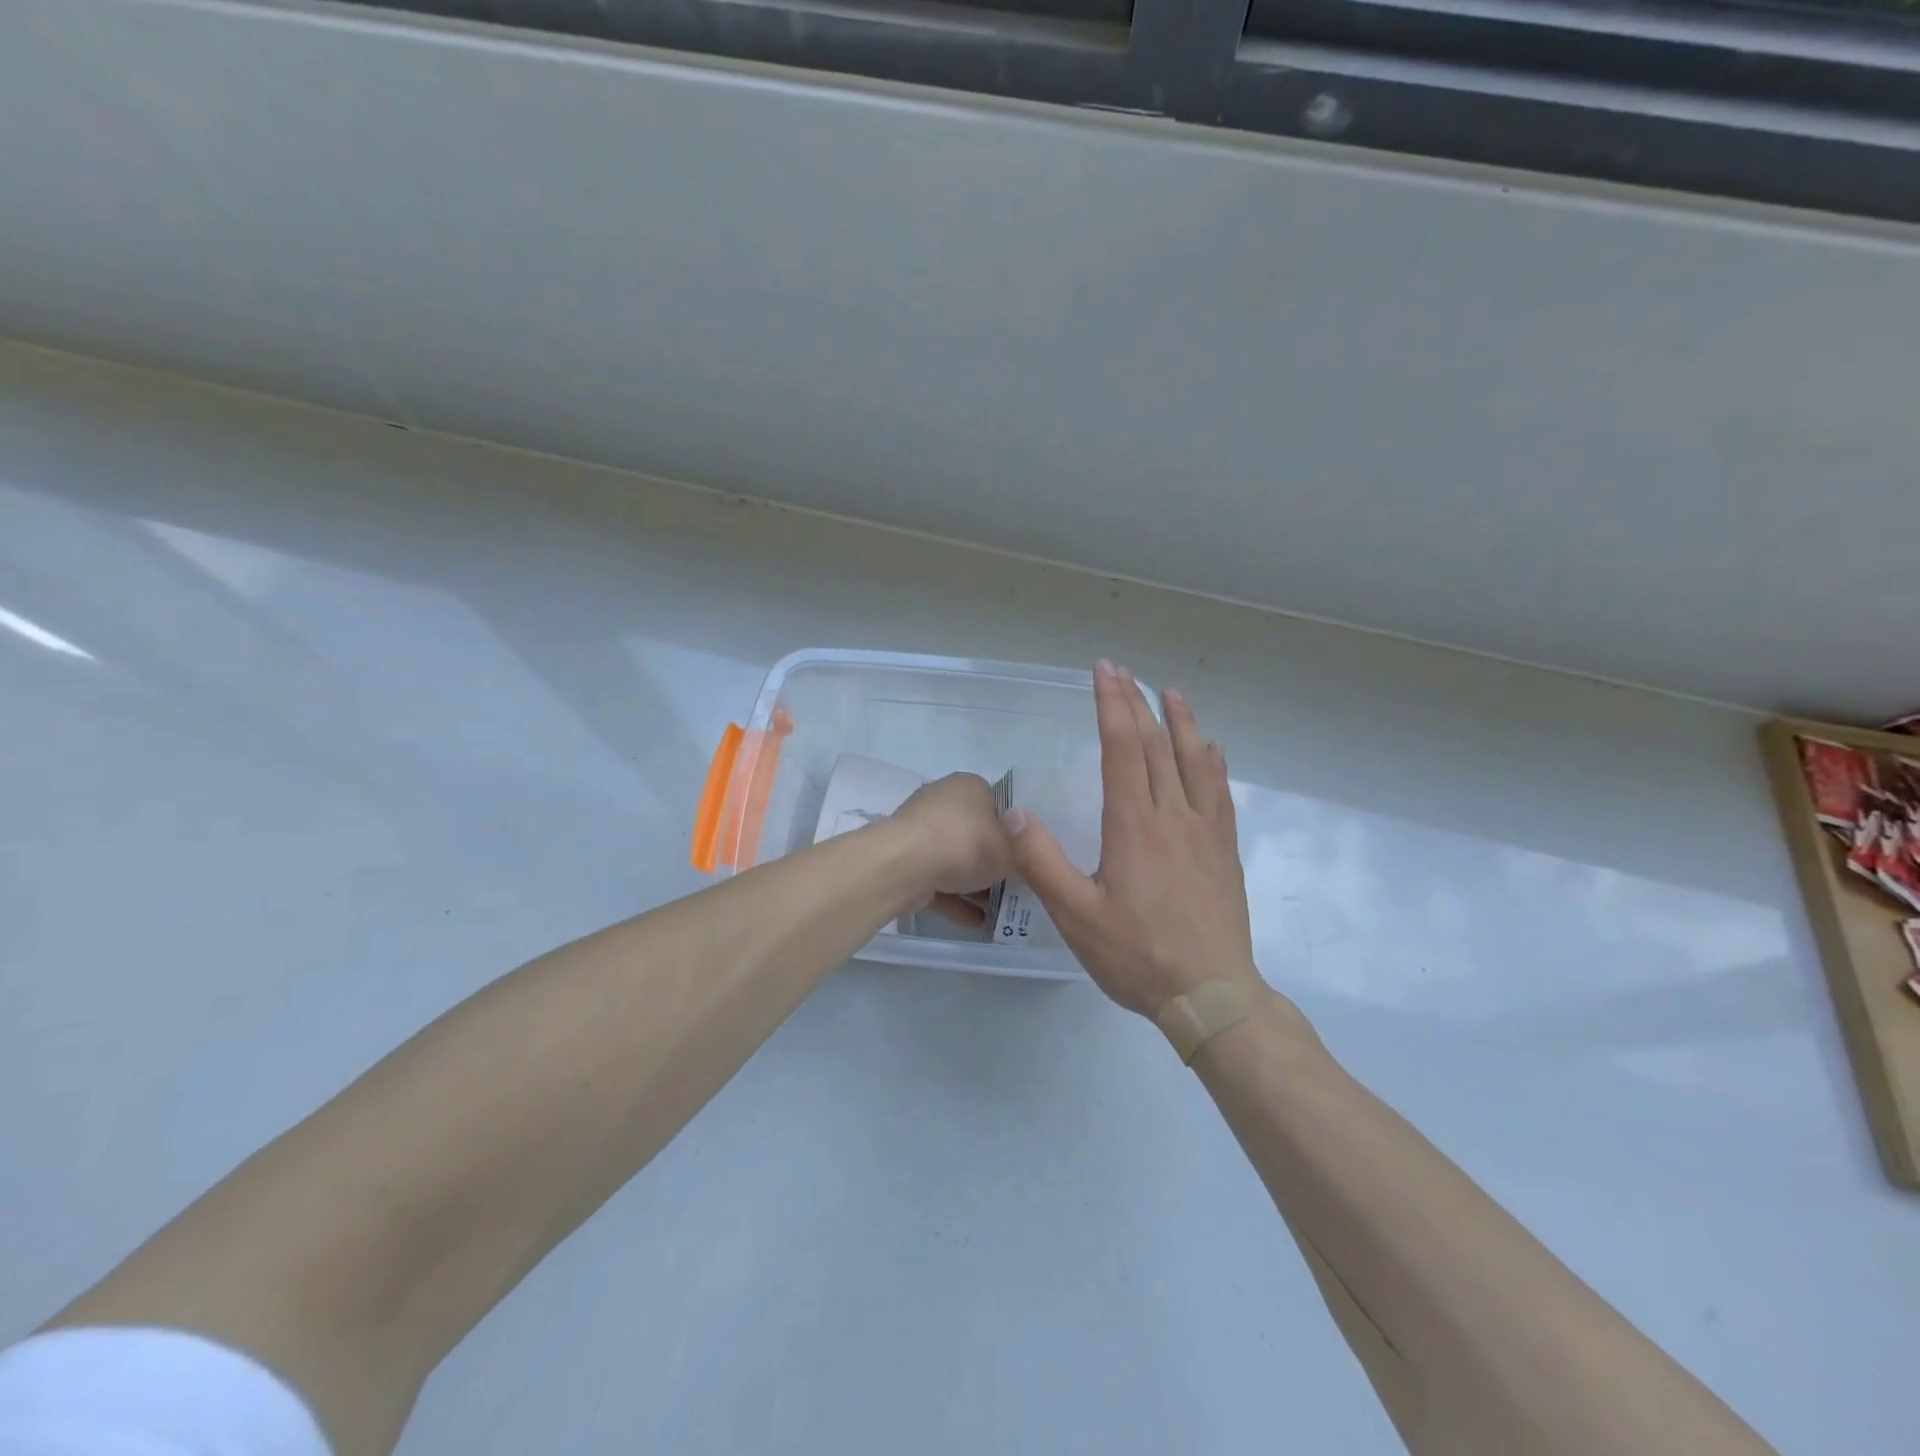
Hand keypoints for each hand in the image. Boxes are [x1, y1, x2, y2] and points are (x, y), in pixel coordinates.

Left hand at [892, 772, 1014, 926]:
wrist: (908, 864)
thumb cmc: (966, 845)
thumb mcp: (1009, 849)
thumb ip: (1016, 846)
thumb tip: (1015, 836)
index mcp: (969, 786)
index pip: (996, 805)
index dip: (1010, 833)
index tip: (1020, 858)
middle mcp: (942, 800)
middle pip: (973, 832)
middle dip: (988, 860)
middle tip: (1009, 886)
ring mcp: (920, 829)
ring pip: (952, 857)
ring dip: (970, 884)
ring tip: (994, 911)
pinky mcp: (905, 858)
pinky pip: (935, 877)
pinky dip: (952, 898)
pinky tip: (973, 921)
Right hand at [1004, 663, 1260, 1017]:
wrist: (1213, 995)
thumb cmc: (1138, 955)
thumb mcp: (1076, 915)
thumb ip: (1042, 862)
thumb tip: (1012, 812)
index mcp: (1134, 825)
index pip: (1122, 749)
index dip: (1112, 705)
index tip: (1104, 671)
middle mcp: (1173, 816)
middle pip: (1156, 746)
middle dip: (1137, 703)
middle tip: (1124, 670)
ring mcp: (1205, 832)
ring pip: (1194, 762)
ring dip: (1181, 722)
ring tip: (1171, 693)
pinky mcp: (1224, 851)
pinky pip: (1220, 792)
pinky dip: (1213, 763)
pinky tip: (1212, 751)